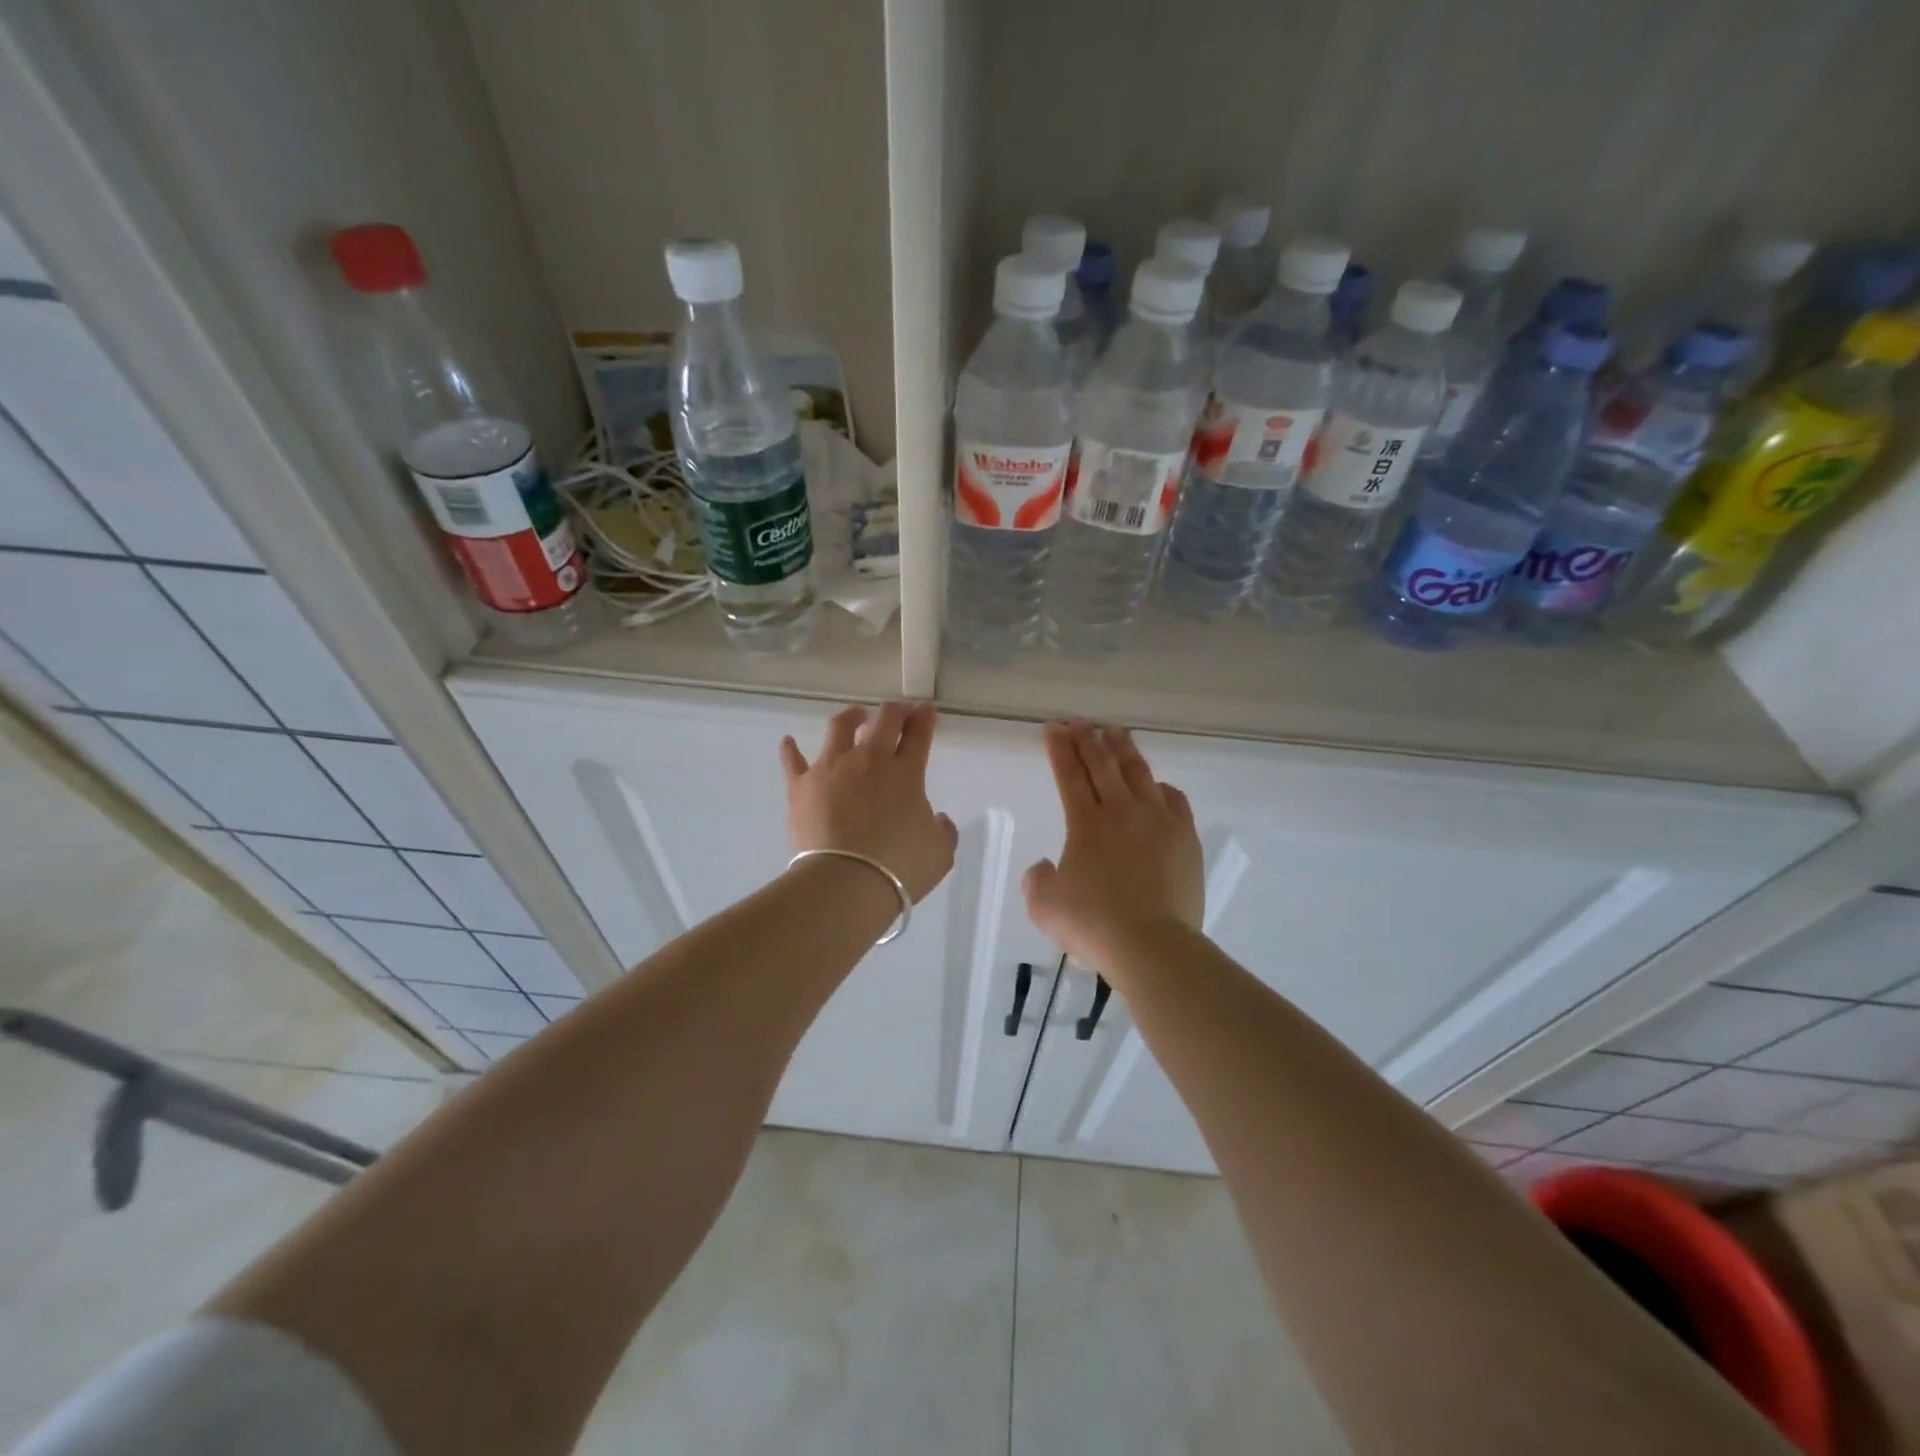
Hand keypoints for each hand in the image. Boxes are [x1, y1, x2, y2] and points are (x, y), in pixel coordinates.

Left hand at [780, 702, 957, 902]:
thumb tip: (937, 819)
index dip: (924, 718)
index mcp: (906, 773)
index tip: (926, 709)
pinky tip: (788, 742)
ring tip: (855, 715)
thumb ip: (942, 830)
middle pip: (883, 721)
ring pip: (839, 728)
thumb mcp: (940, 853)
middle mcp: (869, 761)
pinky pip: (793, 761)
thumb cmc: (899, 868)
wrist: (845, 882)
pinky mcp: (801, 786)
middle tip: (898, 712)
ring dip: (851, 717)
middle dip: (894, 711)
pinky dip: (791, 750)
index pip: (918, 735)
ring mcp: (831, 769)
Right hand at [1022, 721, 1204, 969]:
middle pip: (1102, 764)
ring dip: (1123, 749)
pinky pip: (1173, 799)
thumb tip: (1045, 866)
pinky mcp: (1184, 837)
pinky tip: (1156, 784)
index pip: (1069, 774)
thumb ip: (1037, 879)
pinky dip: (1160, 786)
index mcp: (1085, 822)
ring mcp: (1157, 820)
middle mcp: (1121, 810)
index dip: (1059, 749)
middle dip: (1087, 738)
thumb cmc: (1093, 924)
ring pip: (1138, 772)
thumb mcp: (1044, 905)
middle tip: (1078, 721)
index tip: (1053, 728)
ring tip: (1115, 732)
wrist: (1151, 944)